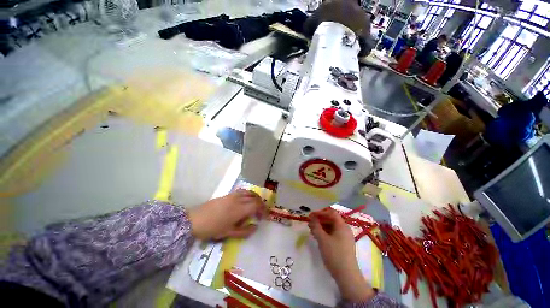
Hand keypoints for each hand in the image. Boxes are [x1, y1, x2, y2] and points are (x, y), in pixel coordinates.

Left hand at [188, 189, 265, 239]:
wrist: (194, 220)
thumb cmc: (212, 229)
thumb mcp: (228, 233)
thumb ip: (244, 231)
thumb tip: (255, 227)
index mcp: (239, 209)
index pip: (256, 205)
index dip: (263, 210)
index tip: (265, 217)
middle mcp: (238, 199)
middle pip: (254, 198)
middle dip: (261, 204)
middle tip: (262, 213)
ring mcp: (233, 195)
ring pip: (249, 192)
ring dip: (256, 198)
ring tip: (257, 205)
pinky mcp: (228, 194)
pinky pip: (243, 191)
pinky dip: (249, 194)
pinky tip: (247, 200)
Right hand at [308, 208, 374, 301]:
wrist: (347, 275)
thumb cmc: (334, 254)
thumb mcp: (322, 239)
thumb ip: (316, 226)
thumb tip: (312, 217)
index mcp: (342, 225)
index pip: (331, 212)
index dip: (321, 212)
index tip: (311, 215)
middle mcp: (345, 229)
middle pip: (331, 219)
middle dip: (320, 220)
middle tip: (310, 223)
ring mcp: (345, 237)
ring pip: (332, 227)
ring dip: (321, 226)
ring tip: (312, 230)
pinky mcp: (344, 244)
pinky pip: (333, 234)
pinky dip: (325, 233)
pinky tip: (318, 237)